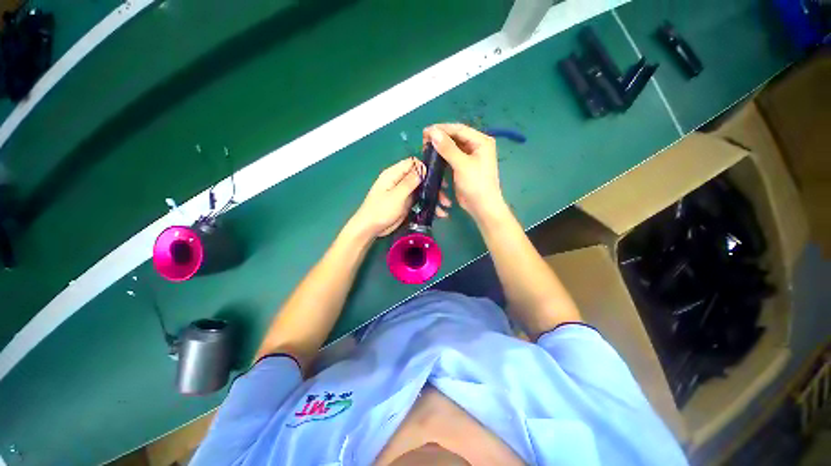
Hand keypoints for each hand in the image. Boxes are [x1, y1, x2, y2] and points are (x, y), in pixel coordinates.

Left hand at [350, 158, 447, 237]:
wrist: (370, 229)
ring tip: (445, 207)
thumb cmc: (380, 210)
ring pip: (423, 190)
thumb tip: (423, 168)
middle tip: (445, 195)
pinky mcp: (407, 203)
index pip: (412, 163)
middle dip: (434, 185)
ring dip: (434, 197)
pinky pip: (421, 200)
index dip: (426, 167)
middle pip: (421, 177)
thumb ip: (409, 182)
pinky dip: (429, 205)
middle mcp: (400, 181)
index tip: (438, 176)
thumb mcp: (396, 196)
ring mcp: (404, 193)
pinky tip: (439, 213)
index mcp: (394, 174)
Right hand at [424, 123, 505, 221]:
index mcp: (481, 141)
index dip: (442, 129)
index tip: (425, 132)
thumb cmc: (476, 184)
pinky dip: (442, 158)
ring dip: (440, 148)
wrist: (482, 206)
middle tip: (424, 141)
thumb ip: (448, 148)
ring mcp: (469, 157)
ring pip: (452, 147)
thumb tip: (433, 132)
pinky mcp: (463, 166)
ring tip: (426, 148)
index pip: (459, 129)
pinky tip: (433, 158)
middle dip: (440, 138)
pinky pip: (451, 157)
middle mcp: (476, 146)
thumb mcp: (462, 165)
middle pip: (455, 137)